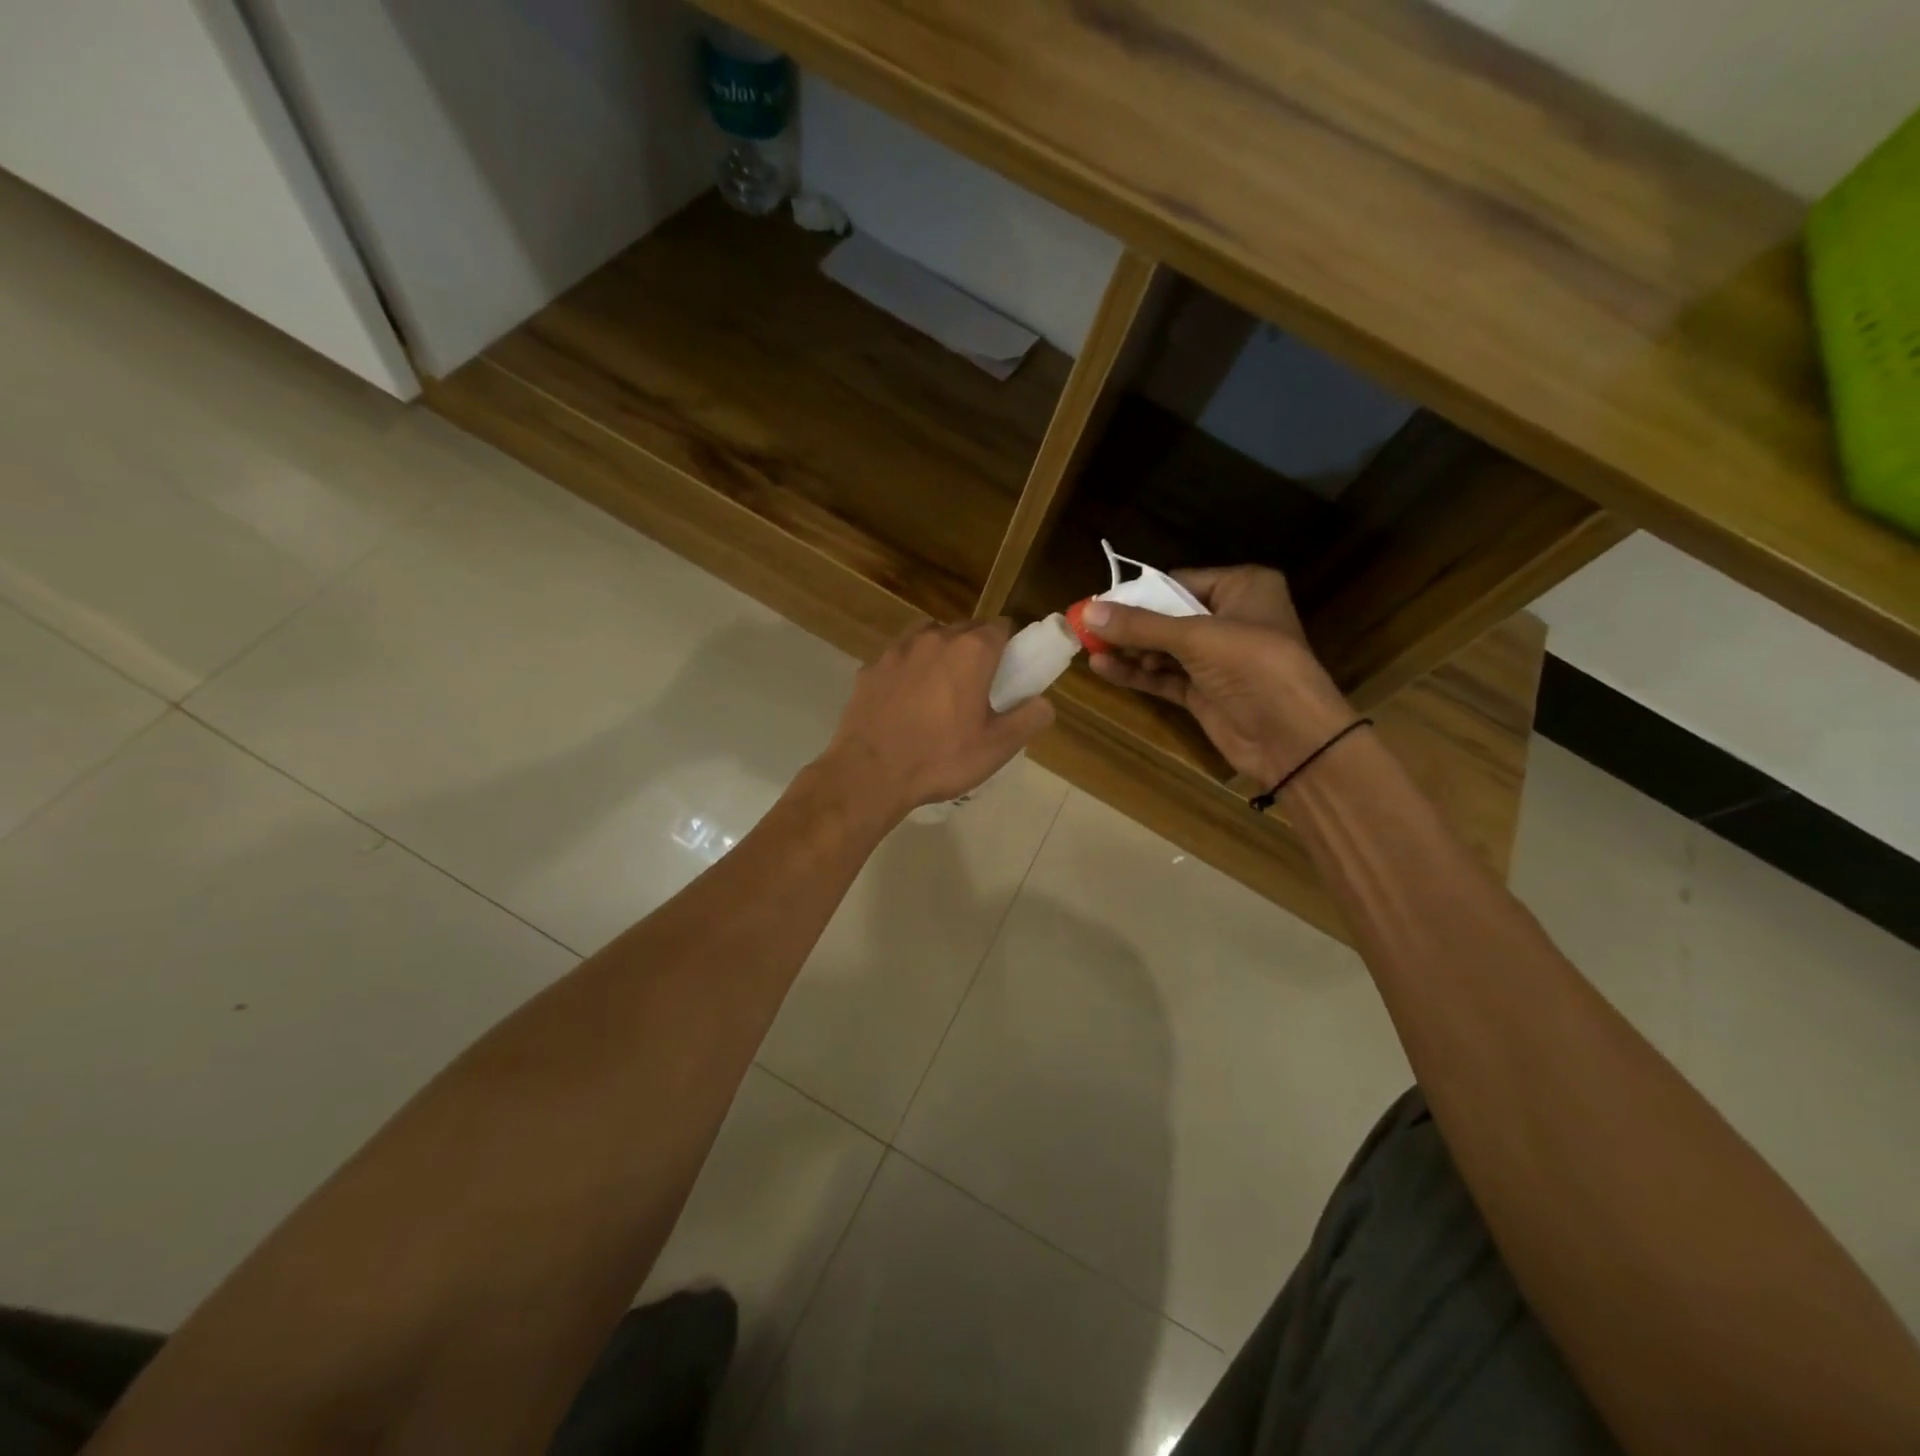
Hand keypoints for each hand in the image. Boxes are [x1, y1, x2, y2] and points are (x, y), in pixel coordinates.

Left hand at [821, 619, 1055, 815]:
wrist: (870, 773)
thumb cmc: (940, 758)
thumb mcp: (997, 747)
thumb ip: (1028, 719)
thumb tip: (1044, 703)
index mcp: (971, 651)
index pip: (1001, 627)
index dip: (1009, 645)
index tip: (1009, 670)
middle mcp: (934, 638)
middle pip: (964, 628)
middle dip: (975, 648)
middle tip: (978, 685)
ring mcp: (897, 650)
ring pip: (927, 636)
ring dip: (939, 652)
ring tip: (940, 687)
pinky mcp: (870, 668)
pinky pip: (897, 659)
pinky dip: (907, 670)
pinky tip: (905, 700)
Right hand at [1085, 565, 1353, 786]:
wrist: (1292, 738)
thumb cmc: (1254, 667)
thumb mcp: (1195, 638)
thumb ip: (1140, 626)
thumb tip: (1086, 612)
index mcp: (1242, 588)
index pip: (1179, 582)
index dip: (1138, 594)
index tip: (1097, 604)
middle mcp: (1230, 618)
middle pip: (1166, 615)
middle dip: (1128, 624)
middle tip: (1085, 628)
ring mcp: (1217, 659)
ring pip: (1162, 648)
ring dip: (1128, 650)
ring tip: (1087, 648)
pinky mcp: (1204, 692)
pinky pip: (1163, 676)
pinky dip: (1136, 673)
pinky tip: (1103, 669)